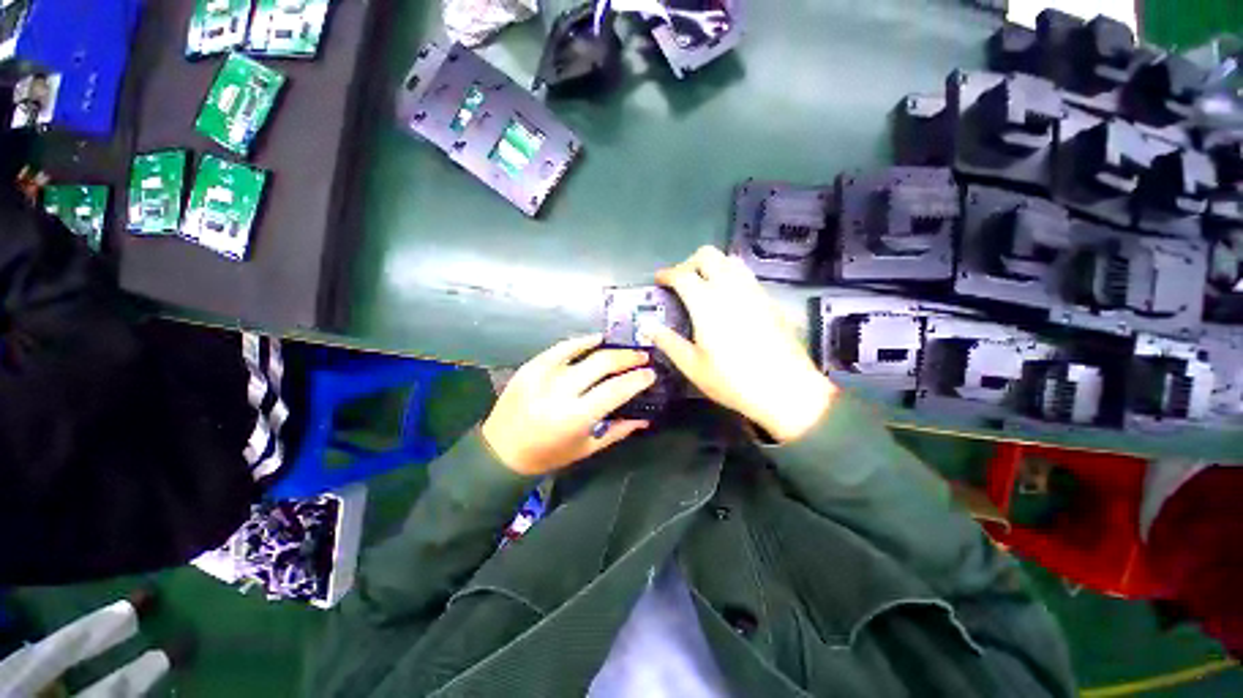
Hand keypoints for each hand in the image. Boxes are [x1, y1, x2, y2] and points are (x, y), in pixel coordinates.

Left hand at [481, 335, 655, 475]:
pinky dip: (581, 341)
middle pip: (602, 364)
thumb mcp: (586, 448)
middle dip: (628, 358)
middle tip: (642, 356)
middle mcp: (559, 391)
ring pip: (583, 351)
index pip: (615, 390)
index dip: (637, 379)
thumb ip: (618, 431)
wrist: (501, 451)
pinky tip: (596, 338)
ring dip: (609, 348)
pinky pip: (561, 347)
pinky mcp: (531, 366)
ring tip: (624, 348)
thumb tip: (645, 419)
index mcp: (575, 417)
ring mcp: (543, 375)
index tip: (650, 374)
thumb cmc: (548, 455)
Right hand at [651, 247, 836, 442]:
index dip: (667, 274)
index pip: (682, 274)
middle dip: (689, 263)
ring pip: (730, 260)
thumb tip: (647, 326)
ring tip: (705, 287)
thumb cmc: (732, 381)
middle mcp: (730, 288)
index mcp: (706, 303)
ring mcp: (754, 291)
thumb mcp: (693, 366)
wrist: (785, 389)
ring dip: (713, 266)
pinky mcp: (770, 299)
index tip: (659, 280)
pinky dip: (731, 276)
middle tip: (681, 283)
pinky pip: (747, 275)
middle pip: (708, 255)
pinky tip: (729, 300)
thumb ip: (668, 342)